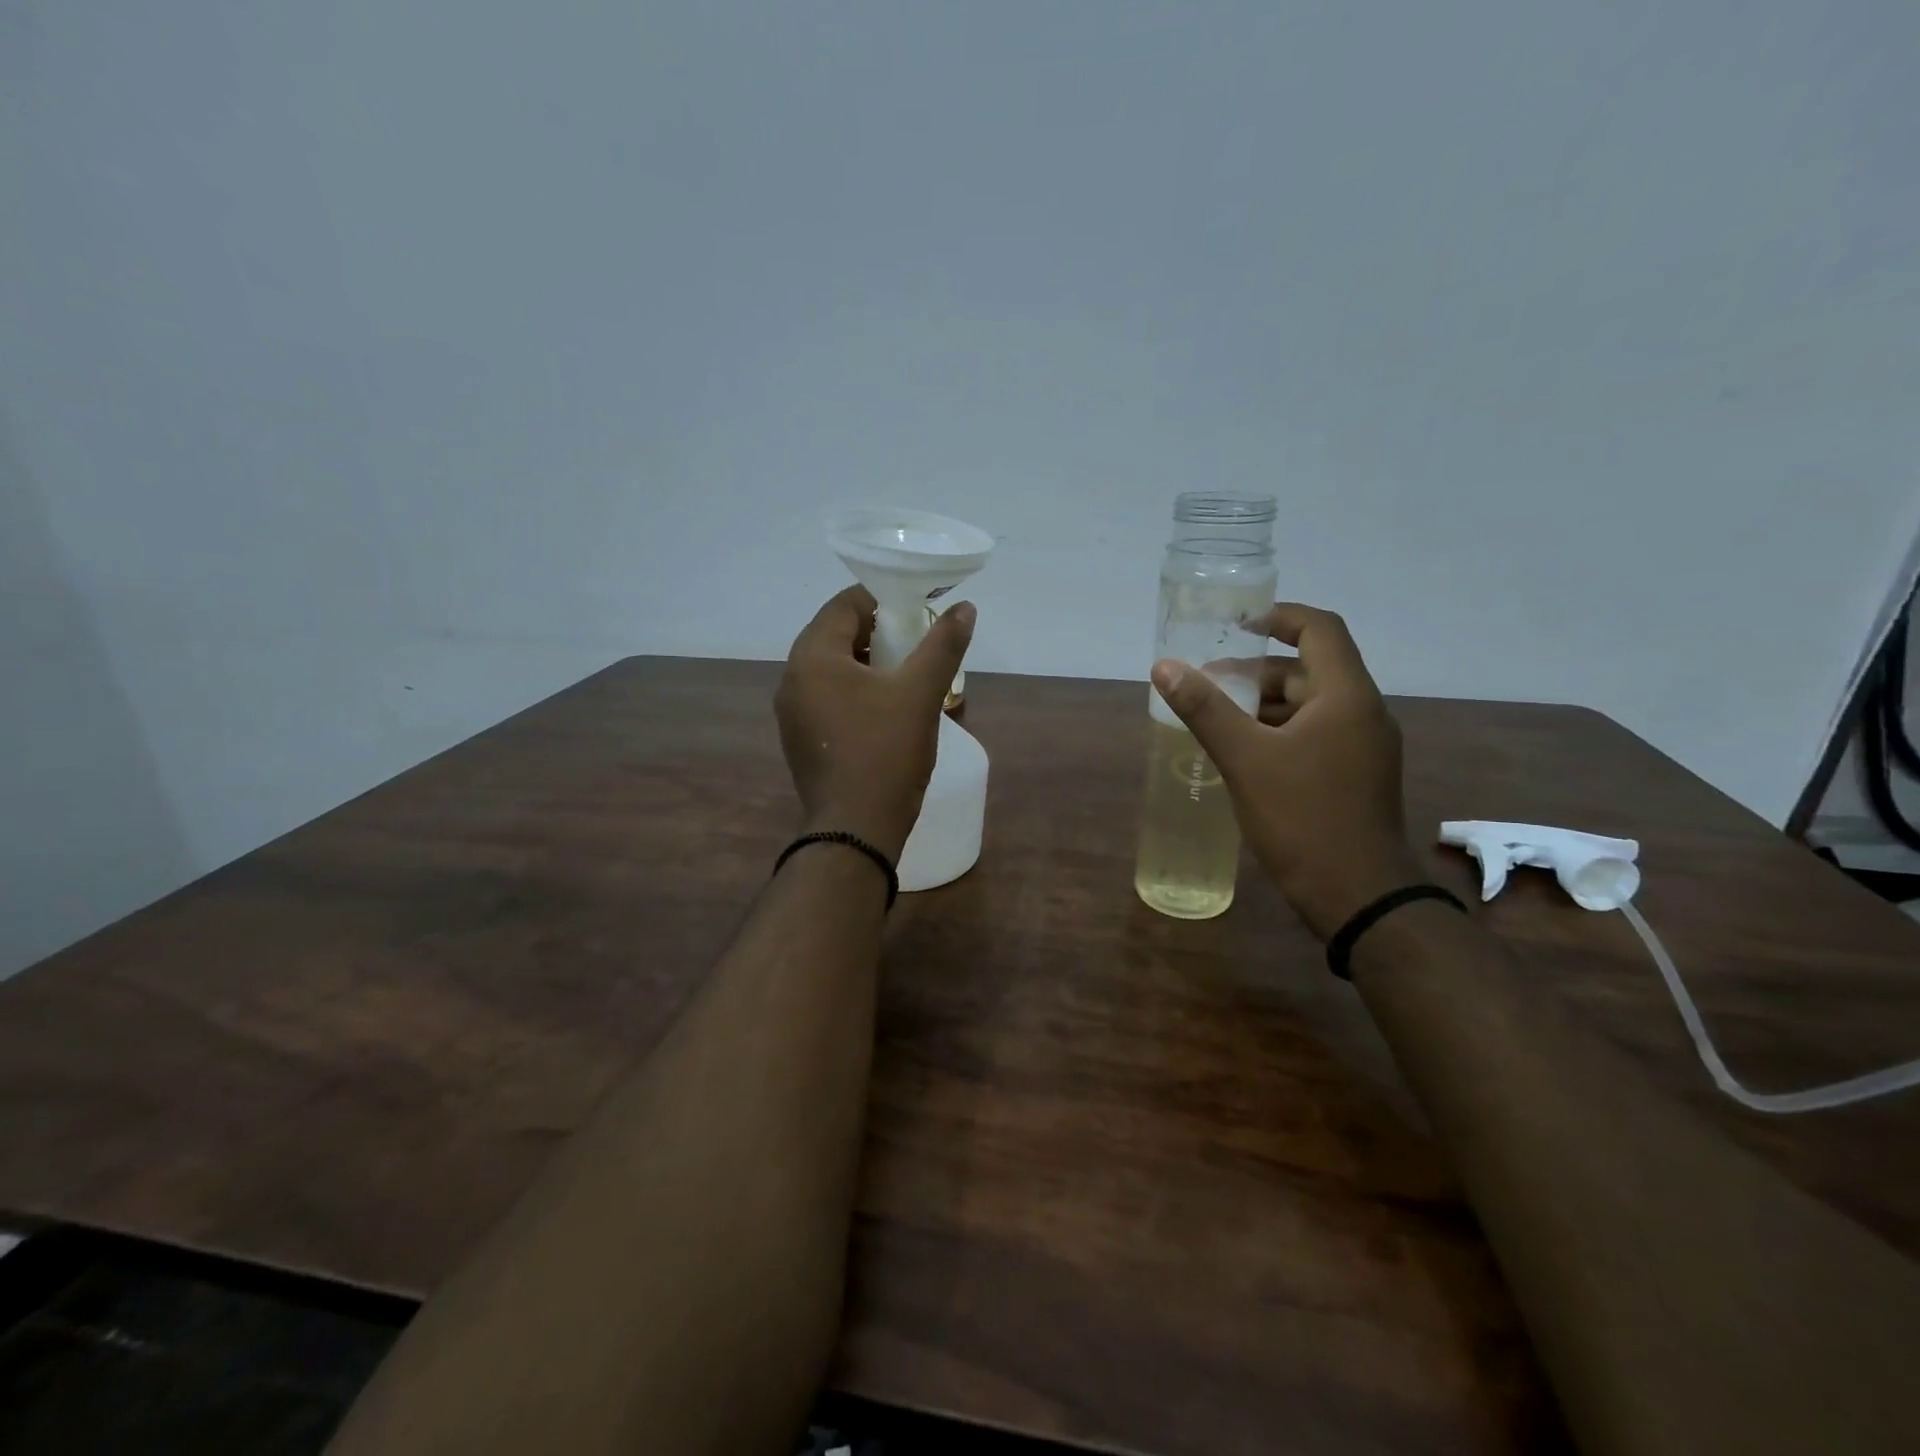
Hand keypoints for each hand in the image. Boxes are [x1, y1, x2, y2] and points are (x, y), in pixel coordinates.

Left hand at [776, 585, 976, 862]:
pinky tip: (887, 710)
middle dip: (881, 633)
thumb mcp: (920, 694)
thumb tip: (965, 609)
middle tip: (919, 643)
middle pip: (837, 635)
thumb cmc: (885, 753)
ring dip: (870, 664)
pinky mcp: (802, 740)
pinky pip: (829, 698)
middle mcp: (792, 679)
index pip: (845, 605)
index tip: (920, 610)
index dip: (885, 600)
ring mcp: (793, 713)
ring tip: (910, 676)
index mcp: (812, 657)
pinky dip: (857, 692)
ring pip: (834, 669)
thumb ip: (942, 645)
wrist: (855, 831)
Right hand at [1153, 604, 1422, 939]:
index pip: (1319, 630)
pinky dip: (1277, 732)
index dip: (1279, 617)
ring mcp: (1362, 748)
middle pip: (1308, 670)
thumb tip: (1164, 666)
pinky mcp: (1354, 776)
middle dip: (1255, 671)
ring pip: (1309, 706)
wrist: (1358, 896)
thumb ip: (1204, 709)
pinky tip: (1241, 753)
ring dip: (1263, 705)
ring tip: (1214, 718)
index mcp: (1346, 696)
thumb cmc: (1303, 818)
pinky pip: (1313, 735)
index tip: (1237, 624)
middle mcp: (1362, 713)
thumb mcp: (1246, 758)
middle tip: (1206, 683)